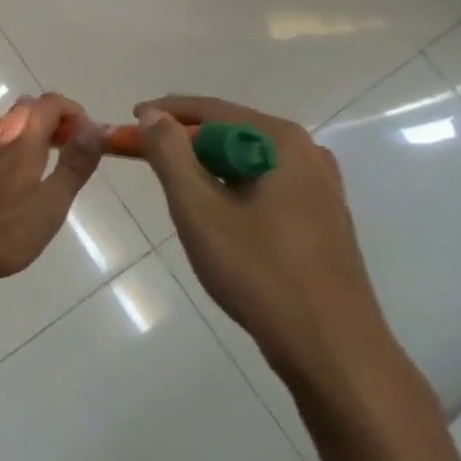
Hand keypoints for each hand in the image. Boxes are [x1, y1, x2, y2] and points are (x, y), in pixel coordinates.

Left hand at [0, 95, 103, 283]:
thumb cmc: (6, 231)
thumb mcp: (51, 203)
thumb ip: (74, 166)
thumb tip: (93, 130)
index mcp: (23, 142)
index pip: (50, 102)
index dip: (75, 112)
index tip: (90, 140)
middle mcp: (1, 139)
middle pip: (30, 107)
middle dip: (57, 118)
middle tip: (75, 150)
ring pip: (14, 124)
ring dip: (40, 132)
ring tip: (57, 165)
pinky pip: (3, 143)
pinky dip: (24, 146)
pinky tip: (29, 181)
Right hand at [134, 96, 400, 399]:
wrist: (332, 350)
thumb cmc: (259, 271)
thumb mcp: (198, 208)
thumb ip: (170, 153)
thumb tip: (152, 115)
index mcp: (281, 141)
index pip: (210, 109)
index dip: (164, 113)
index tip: (128, 122)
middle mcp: (308, 154)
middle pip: (230, 132)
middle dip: (184, 141)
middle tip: (145, 155)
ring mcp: (320, 189)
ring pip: (247, 162)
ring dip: (206, 167)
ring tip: (174, 186)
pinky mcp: (322, 220)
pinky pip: (264, 186)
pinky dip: (231, 189)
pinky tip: (215, 215)